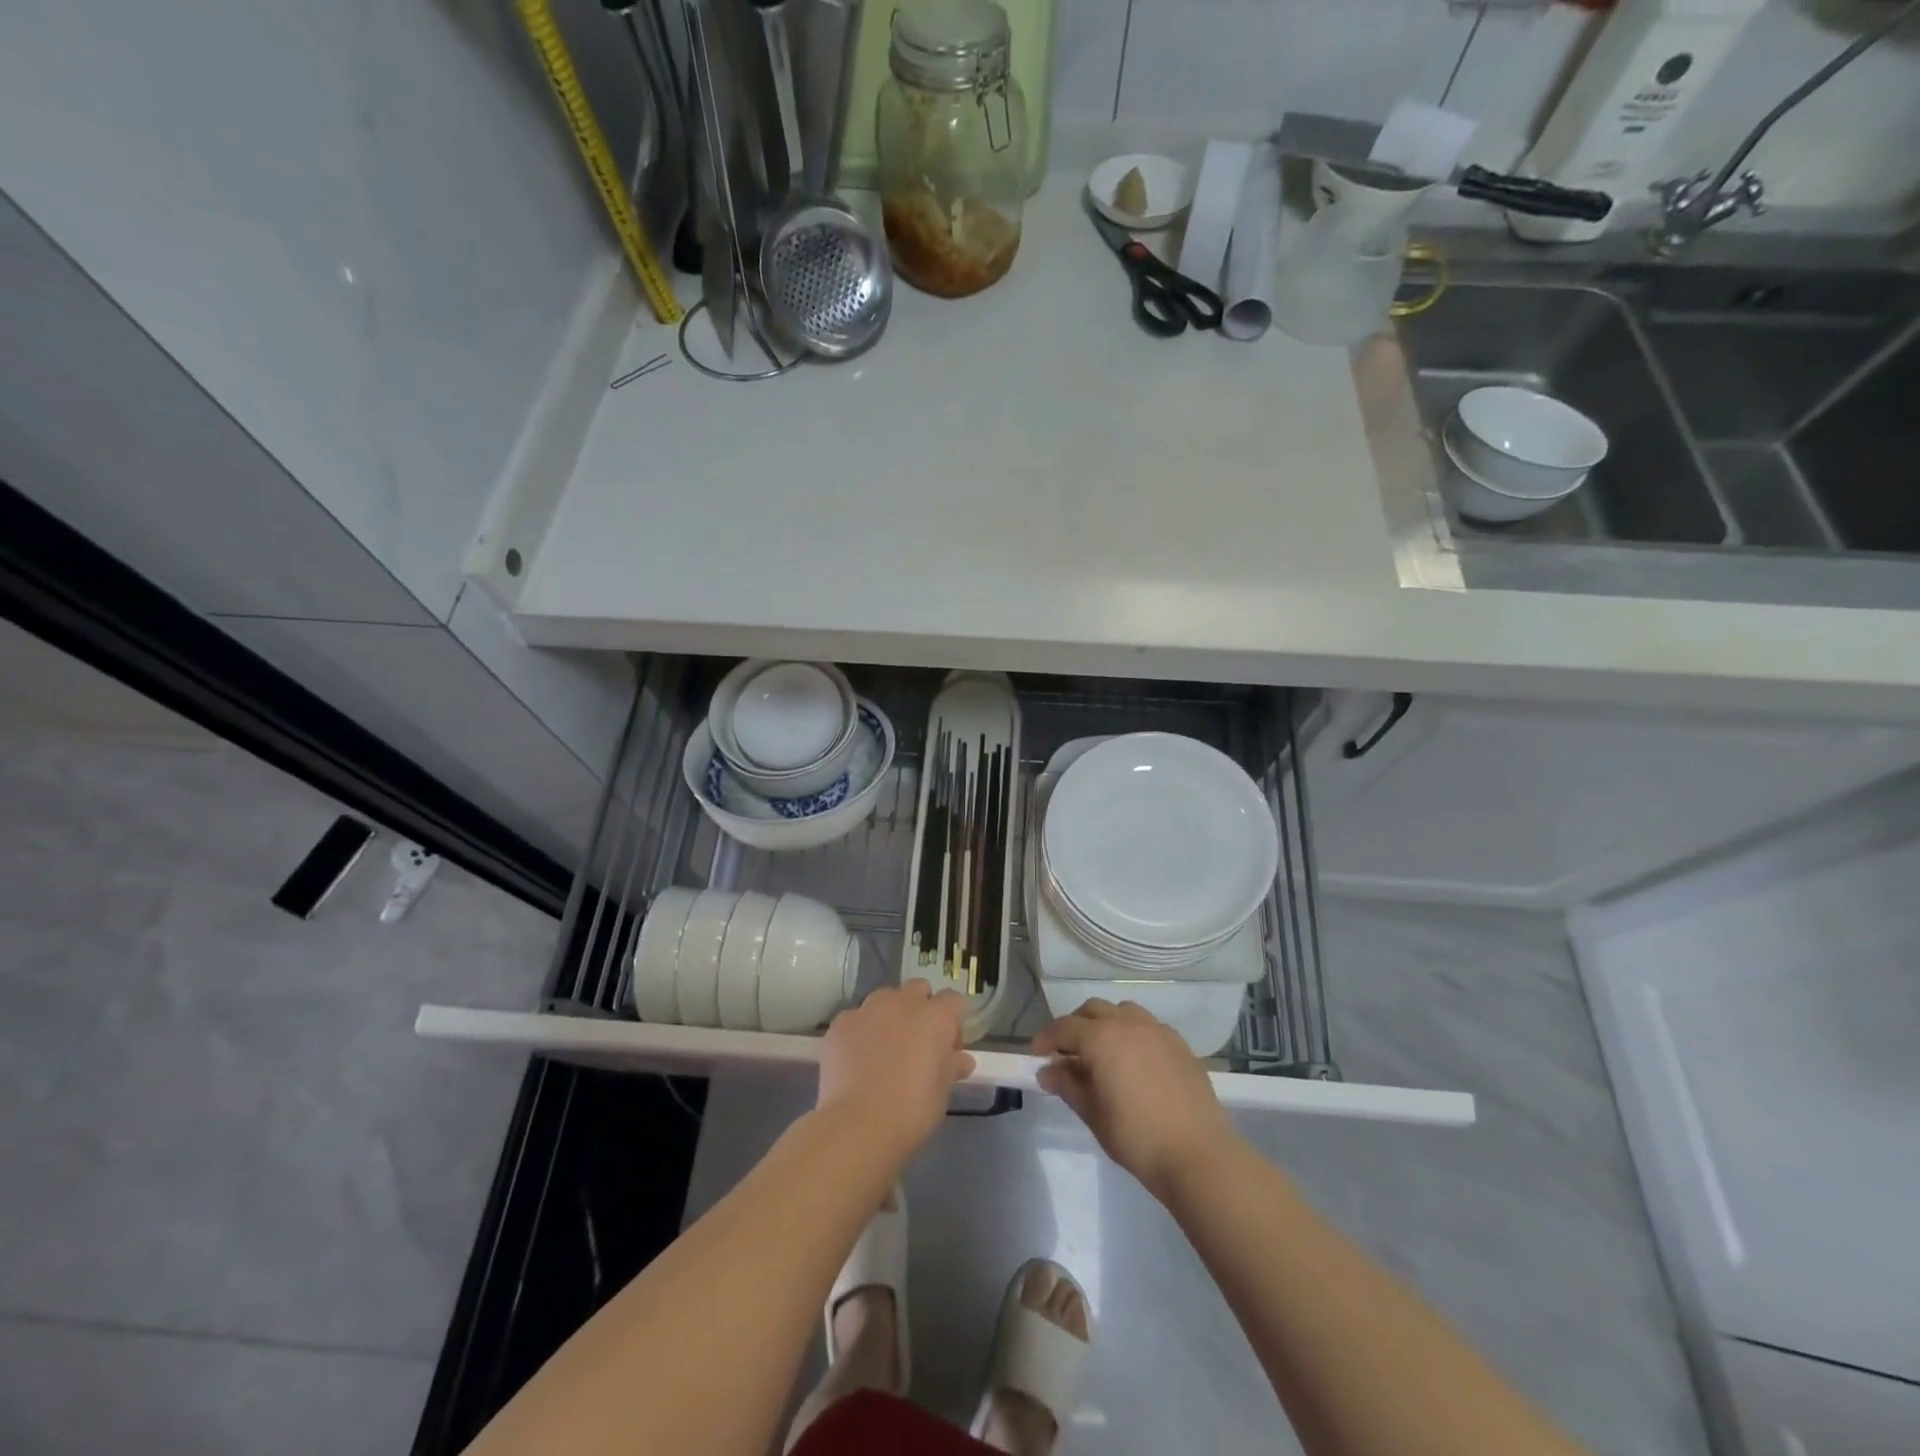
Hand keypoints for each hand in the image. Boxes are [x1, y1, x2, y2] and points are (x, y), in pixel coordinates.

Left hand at [817, 982, 975, 1161]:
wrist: (857, 1125)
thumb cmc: (911, 1110)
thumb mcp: (942, 1092)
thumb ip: (952, 1067)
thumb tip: (961, 1059)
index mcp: (935, 1017)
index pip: (954, 1001)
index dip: (954, 1022)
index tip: (949, 1048)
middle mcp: (902, 1003)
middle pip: (918, 989)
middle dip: (922, 1008)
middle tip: (918, 1043)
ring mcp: (867, 1010)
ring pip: (885, 998)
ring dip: (890, 1014)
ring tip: (885, 1047)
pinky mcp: (840, 1024)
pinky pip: (856, 1017)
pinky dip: (861, 1030)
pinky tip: (857, 1058)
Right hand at [1034, 1000, 1239, 1197]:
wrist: (1199, 1155)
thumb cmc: (1137, 1138)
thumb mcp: (1094, 1114)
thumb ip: (1068, 1086)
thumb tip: (1048, 1072)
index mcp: (1102, 1038)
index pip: (1065, 1027)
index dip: (1047, 1038)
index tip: (1037, 1054)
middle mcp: (1129, 1024)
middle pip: (1094, 1010)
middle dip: (1076, 1025)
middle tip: (1067, 1052)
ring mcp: (1158, 1031)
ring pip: (1123, 1012)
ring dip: (1106, 1024)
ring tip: (1103, 1052)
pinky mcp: (1180, 1045)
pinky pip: (1149, 1027)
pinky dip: (1133, 1034)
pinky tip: (1135, 1062)